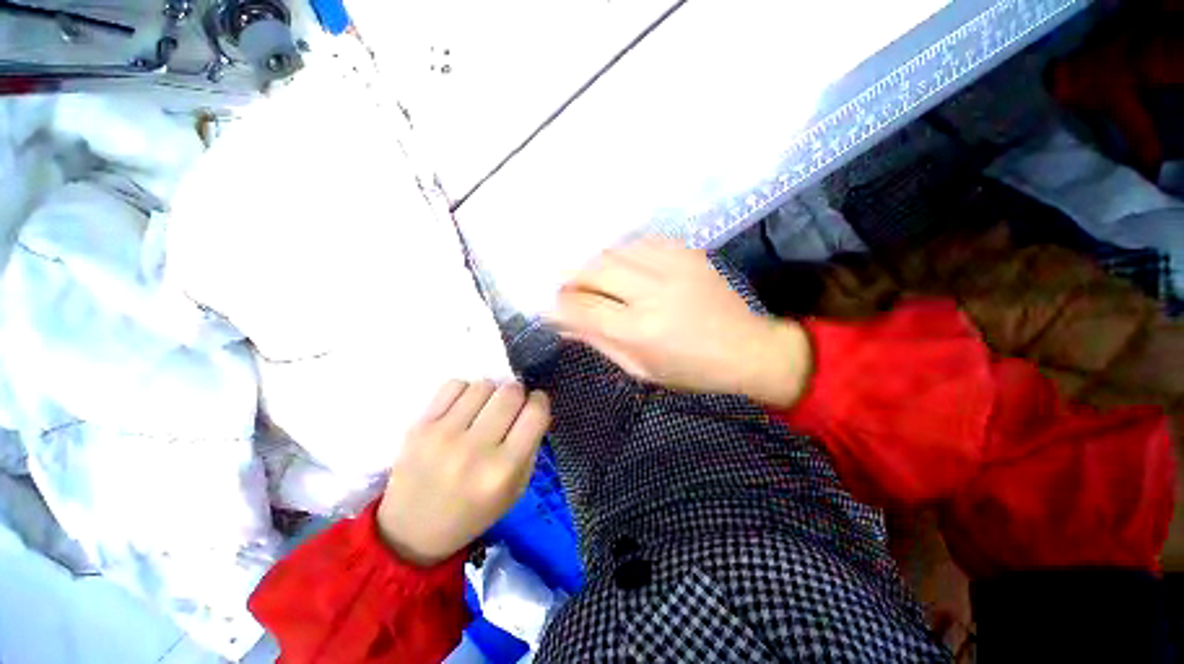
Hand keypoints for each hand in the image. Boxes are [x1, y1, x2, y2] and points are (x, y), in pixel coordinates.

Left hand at [377, 380, 550, 565]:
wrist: (412, 530)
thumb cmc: (474, 512)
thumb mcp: (516, 489)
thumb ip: (531, 445)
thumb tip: (535, 405)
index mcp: (503, 471)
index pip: (535, 413)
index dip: (540, 402)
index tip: (534, 405)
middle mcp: (474, 450)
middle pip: (510, 393)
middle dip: (517, 394)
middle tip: (510, 407)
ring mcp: (443, 435)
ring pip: (483, 385)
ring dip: (491, 393)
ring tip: (484, 411)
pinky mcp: (419, 426)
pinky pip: (454, 385)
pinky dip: (465, 391)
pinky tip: (462, 409)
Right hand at [551, 237, 810, 407]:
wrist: (745, 348)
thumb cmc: (690, 370)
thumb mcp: (640, 368)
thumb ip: (599, 341)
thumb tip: (563, 324)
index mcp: (641, 330)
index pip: (583, 308)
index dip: (558, 305)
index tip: (548, 305)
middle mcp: (653, 292)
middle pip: (594, 269)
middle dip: (571, 278)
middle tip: (566, 288)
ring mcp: (672, 266)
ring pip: (614, 250)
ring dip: (594, 263)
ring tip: (592, 278)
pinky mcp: (687, 253)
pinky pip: (641, 241)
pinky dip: (623, 252)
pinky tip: (622, 266)